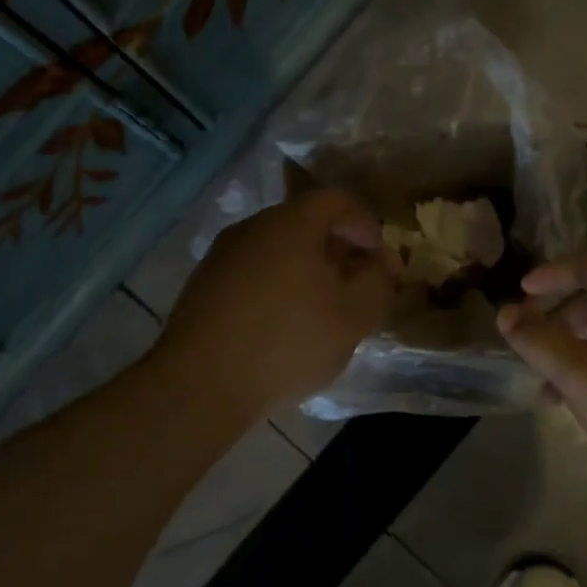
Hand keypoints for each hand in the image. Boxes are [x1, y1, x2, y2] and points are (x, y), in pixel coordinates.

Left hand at [156, 188, 402, 419]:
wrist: (200, 384)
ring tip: (321, 309)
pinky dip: (276, 285)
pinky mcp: (202, 285)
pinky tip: (281, 325)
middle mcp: (252, 228)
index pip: (337, 202)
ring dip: (305, 269)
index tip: (380, 260)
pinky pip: (252, 272)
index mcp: (291, 224)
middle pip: (304, 223)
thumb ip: (378, 283)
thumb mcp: (351, 317)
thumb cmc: (286, 343)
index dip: (366, 226)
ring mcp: (222, 256)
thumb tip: (386, 262)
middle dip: (337, 249)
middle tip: (355, 286)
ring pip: (276, 249)